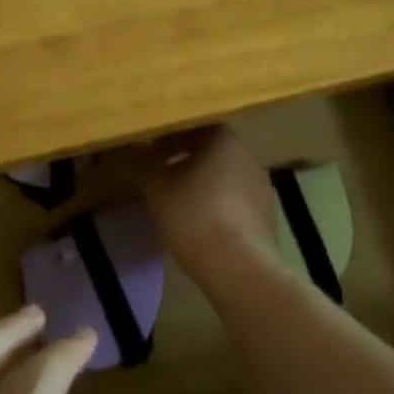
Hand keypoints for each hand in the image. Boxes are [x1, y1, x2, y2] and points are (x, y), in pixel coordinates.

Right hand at [125, 126, 279, 286]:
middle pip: (209, 149)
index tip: (150, 153)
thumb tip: (126, 148)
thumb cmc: (194, 215)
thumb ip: (140, 162)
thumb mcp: (156, 187)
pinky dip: (216, 202)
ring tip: (178, 200)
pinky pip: (235, 198)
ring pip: (223, 174)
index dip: (168, 137)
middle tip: (160, 174)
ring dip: (201, 181)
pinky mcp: (267, 214)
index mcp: (224, 138)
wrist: (239, 267)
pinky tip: (202, 222)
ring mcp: (261, 184)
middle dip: (184, 159)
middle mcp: (247, 154)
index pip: (192, 126)